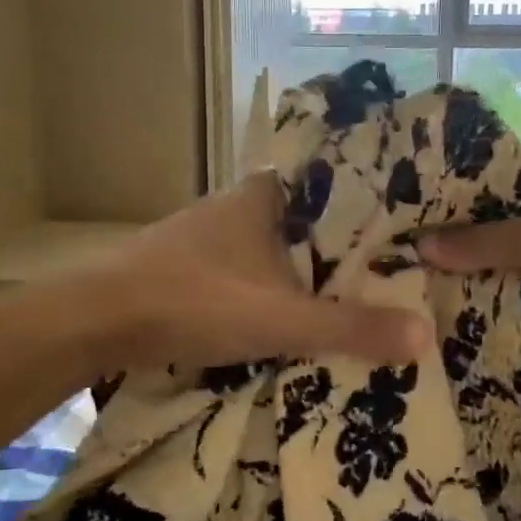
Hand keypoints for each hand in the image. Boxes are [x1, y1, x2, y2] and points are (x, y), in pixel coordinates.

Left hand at [87, 172, 432, 372]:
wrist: (96, 321)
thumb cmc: (194, 301)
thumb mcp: (281, 317)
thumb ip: (350, 327)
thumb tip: (425, 337)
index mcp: (266, 195)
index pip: (336, 184)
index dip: (373, 204)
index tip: (411, 226)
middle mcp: (240, 205)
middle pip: (311, 221)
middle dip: (347, 246)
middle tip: (397, 270)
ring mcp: (212, 236)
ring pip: (279, 248)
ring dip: (311, 271)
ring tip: (360, 295)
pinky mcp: (193, 267)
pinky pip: (253, 271)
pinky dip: (277, 289)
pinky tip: (295, 313)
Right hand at [418, 140, 520, 368]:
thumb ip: (483, 242)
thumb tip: (420, 245)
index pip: (488, 171)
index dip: (445, 196)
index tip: (401, 219)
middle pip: (497, 216)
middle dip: (458, 241)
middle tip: (401, 260)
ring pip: (514, 254)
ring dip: (481, 274)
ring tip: (420, 290)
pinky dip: (508, 297)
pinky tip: (465, 314)